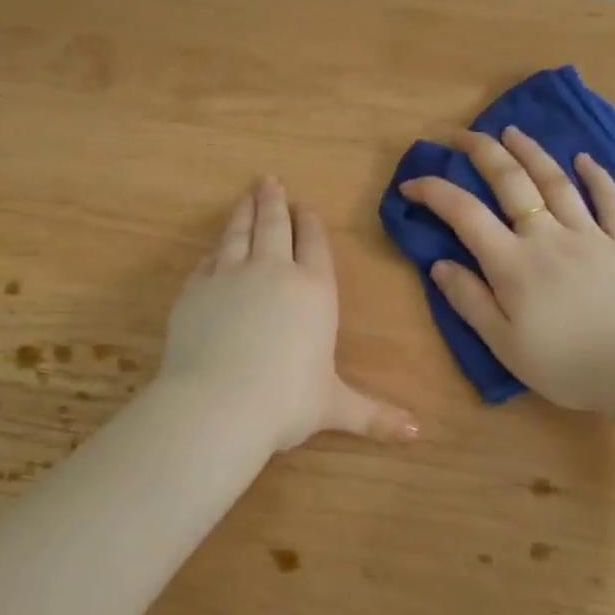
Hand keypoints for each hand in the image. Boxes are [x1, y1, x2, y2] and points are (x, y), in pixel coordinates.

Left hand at [161, 177, 417, 453]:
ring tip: (246, 196)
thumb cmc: (287, 402)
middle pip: (274, 225)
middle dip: (274, 201)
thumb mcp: (335, 407)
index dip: (310, 223)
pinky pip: (208, 260)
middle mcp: (274, 271)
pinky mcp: (196, 289)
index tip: (305, 206)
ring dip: (244, 212)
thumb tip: (418, 434)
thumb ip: (375, 415)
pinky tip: (215, 248)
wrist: (219, 404)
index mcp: (314, 290)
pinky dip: (215, 249)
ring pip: (239, 233)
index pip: (314, 244)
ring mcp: (230, 275)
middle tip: (269, 180)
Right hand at [400, 127, 614, 410]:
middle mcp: (547, 236)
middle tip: (461, 134)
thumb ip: (470, 301)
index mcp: (512, 263)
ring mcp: (590, 234)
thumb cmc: (566, 365)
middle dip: (481, 151)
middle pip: (511, 181)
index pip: (464, 213)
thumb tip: (439, 264)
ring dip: (531, 151)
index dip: (433, 192)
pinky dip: (597, 176)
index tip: (411, 184)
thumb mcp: (504, 344)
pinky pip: (611, 200)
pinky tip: (585, 158)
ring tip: (512, 131)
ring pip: (556, 180)